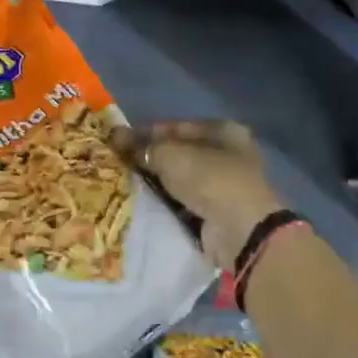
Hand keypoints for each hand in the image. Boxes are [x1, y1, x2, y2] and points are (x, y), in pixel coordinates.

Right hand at [118, 119, 284, 271]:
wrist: (239, 231)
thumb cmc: (209, 179)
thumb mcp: (170, 155)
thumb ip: (143, 147)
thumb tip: (118, 139)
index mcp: (223, 131)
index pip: (177, 126)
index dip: (147, 132)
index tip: (119, 140)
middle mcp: (227, 154)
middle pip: (179, 152)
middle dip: (151, 158)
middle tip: (119, 162)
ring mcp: (223, 185)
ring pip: (180, 178)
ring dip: (157, 181)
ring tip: (126, 182)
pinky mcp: (216, 212)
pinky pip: (183, 201)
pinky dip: (166, 201)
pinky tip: (144, 201)